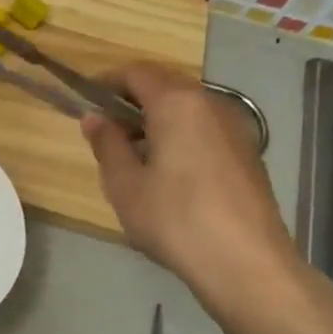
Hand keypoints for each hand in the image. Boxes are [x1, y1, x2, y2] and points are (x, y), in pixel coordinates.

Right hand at [81, 64, 298, 315]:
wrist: (244, 261)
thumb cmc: (174, 218)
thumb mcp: (124, 184)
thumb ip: (107, 144)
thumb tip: (93, 117)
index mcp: (177, 103)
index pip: (137, 73)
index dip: (106, 83)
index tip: (85, 104)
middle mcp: (211, 104)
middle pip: (165, 86)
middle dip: (131, 103)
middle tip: (105, 135)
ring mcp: (235, 127)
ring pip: (186, 109)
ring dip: (155, 121)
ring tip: (133, 158)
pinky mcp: (247, 153)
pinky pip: (204, 129)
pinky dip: (179, 137)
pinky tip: (167, 175)